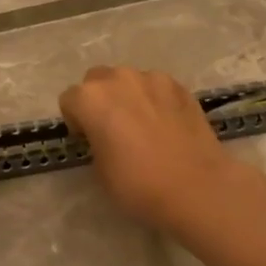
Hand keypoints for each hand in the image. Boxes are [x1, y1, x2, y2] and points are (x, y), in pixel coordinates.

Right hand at [58, 66, 237, 231]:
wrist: (196, 187)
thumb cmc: (137, 184)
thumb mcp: (99, 169)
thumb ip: (95, 140)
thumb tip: (106, 135)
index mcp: (91, 98)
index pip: (69, 100)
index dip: (76, 121)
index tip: (88, 140)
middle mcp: (119, 78)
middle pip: (97, 80)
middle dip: (100, 100)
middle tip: (113, 129)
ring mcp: (153, 78)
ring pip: (129, 80)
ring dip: (128, 96)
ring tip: (143, 126)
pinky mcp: (180, 86)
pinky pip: (157, 87)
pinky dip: (155, 100)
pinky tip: (166, 125)